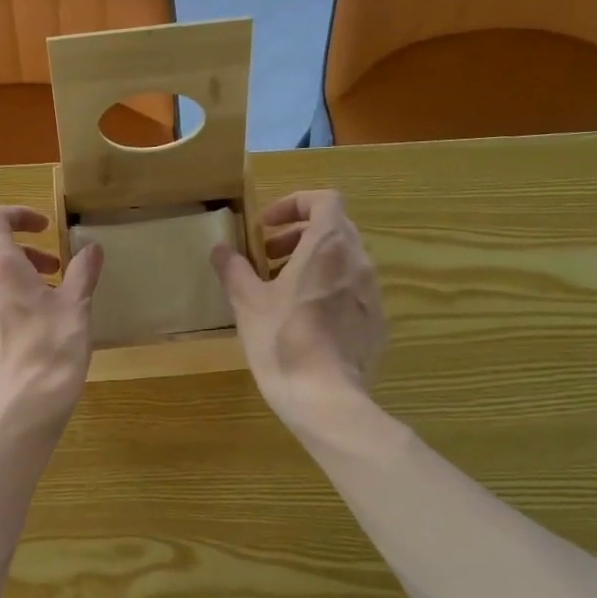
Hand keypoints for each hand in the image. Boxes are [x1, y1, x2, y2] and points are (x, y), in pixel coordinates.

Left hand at [0, 206, 103, 433]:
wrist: (23, 409)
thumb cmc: (54, 349)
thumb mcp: (77, 307)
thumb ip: (83, 272)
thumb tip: (92, 249)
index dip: (17, 215)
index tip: (43, 230)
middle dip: (20, 256)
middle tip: (52, 274)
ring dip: (7, 286)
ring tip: (37, 309)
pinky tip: (18, 341)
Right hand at [211, 190, 384, 432]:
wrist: (325, 397)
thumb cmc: (282, 340)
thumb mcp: (247, 302)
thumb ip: (233, 269)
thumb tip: (220, 249)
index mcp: (328, 246)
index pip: (324, 199)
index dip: (294, 204)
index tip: (266, 227)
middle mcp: (358, 261)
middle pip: (334, 227)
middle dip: (298, 234)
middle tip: (267, 256)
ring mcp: (372, 292)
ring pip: (344, 259)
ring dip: (313, 262)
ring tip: (282, 289)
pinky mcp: (376, 321)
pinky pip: (352, 290)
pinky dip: (328, 288)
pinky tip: (305, 319)